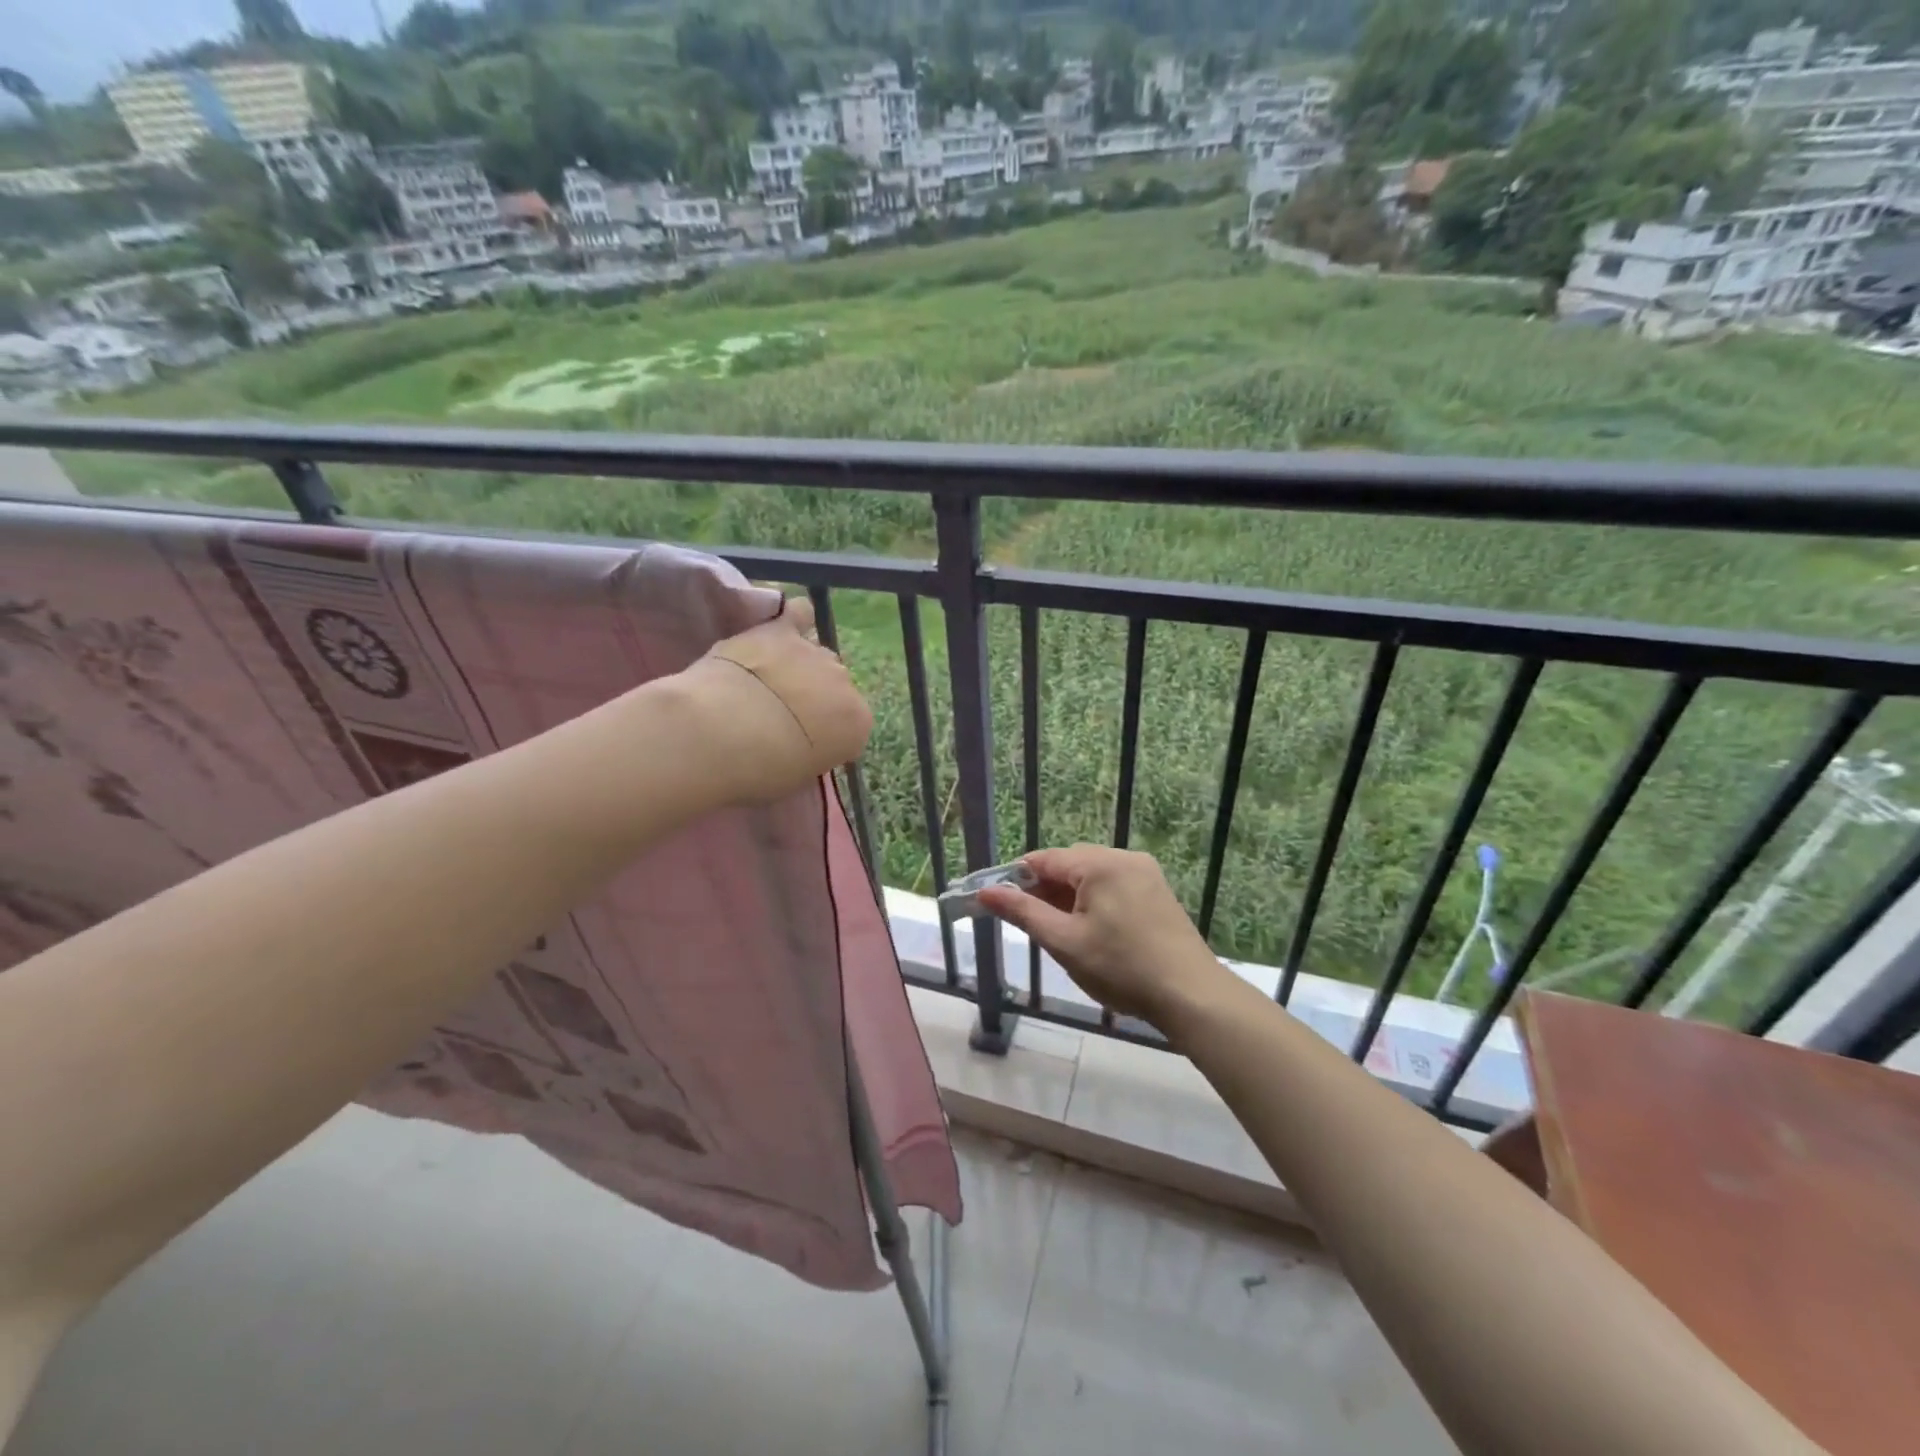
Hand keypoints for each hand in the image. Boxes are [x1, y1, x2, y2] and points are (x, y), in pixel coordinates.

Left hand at [679, 597, 873, 804]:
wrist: (719, 734)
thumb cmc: (758, 771)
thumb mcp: (796, 777)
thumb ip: (810, 753)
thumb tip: (801, 744)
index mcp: (856, 724)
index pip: (851, 728)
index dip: (827, 736)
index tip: (804, 747)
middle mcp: (844, 683)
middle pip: (834, 687)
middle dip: (814, 699)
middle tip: (781, 717)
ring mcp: (814, 653)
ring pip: (815, 655)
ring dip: (798, 667)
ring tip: (767, 681)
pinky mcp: (780, 632)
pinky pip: (798, 614)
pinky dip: (792, 621)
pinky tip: (778, 631)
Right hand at [976, 845, 1230, 1030]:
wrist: (1191, 995)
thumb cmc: (1121, 968)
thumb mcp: (1064, 941)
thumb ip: (1023, 912)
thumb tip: (986, 892)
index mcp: (1099, 863)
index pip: (1044, 859)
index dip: (1017, 880)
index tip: (998, 904)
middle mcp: (1124, 858)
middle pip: (1069, 865)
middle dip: (1044, 891)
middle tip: (1032, 927)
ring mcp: (1146, 874)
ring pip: (1092, 877)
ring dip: (1069, 899)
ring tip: (1061, 935)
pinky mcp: (1158, 892)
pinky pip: (1114, 886)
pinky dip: (1094, 903)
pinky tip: (1091, 933)